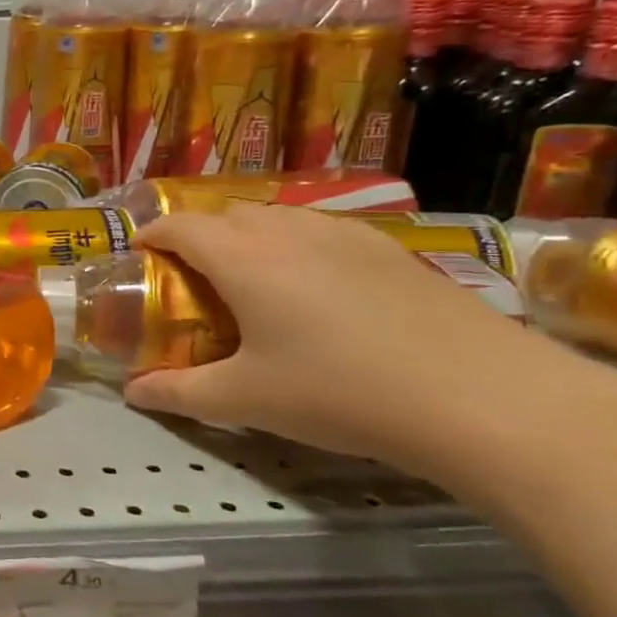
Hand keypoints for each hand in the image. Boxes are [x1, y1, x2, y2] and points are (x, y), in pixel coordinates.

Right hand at [120, 205, 607, 470]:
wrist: (485, 399)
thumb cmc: (341, 394)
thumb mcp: (245, 401)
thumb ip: (178, 393)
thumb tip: (132, 392)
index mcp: (242, 258)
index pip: (178, 226)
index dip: (150, 236)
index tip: (138, 257)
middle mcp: (288, 231)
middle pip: (225, 214)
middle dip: (197, 237)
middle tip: (191, 280)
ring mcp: (345, 234)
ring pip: (276, 217)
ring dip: (247, 238)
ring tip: (251, 283)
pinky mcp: (391, 249)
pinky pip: (320, 231)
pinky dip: (295, 246)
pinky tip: (317, 292)